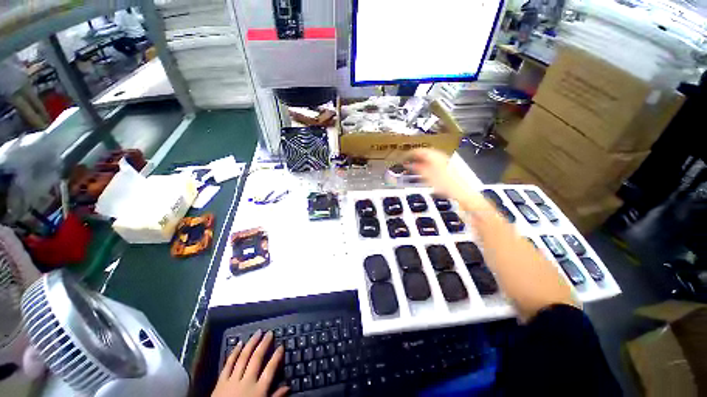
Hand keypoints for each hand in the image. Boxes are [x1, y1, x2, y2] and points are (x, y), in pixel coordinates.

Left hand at [212, 330, 287, 396]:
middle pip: (257, 359)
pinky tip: (239, 343)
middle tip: (269, 333)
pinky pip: (228, 364)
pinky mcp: (221, 382)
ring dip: (251, 344)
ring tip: (257, 333)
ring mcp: (233, 380)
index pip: (270, 369)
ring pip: (243, 358)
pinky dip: (234, 353)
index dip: (276, 357)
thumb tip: (288, 387)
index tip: (281, 346)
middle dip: (264, 344)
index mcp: (258, 390)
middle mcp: (247, 381)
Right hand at [405, 149, 469, 199]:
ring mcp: (444, 160)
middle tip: (406, 162)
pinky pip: (432, 162)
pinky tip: (423, 171)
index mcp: (434, 155)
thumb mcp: (426, 176)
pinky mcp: (446, 166)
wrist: (460, 191)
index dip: (409, 154)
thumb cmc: (446, 184)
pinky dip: (425, 165)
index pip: (418, 150)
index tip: (403, 157)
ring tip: (413, 167)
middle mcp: (440, 155)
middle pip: (424, 153)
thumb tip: (408, 163)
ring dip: (420, 161)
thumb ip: (416, 168)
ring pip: (428, 157)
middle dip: (414, 157)